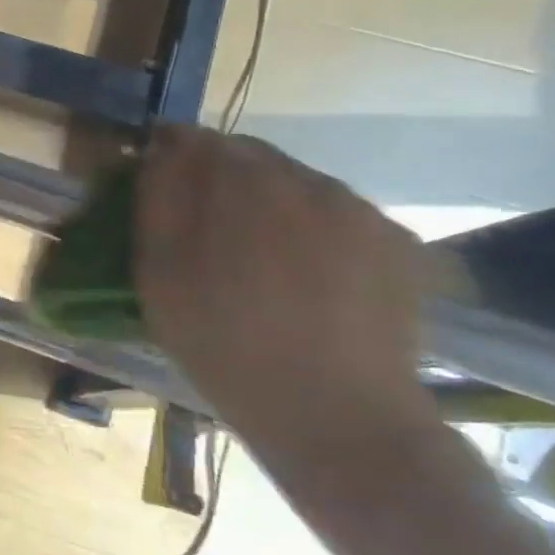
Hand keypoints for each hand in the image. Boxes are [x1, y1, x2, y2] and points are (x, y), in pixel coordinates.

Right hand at [134, 127, 437, 469]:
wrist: (337, 416)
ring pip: (294, 182)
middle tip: (206, 228)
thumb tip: (160, 153)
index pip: (191, 139)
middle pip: (246, 156)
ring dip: (268, 203)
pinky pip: (337, 213)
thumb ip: (157, 200)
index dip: (169, 156)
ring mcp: (358, 207)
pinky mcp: (397, 240)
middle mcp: (304, 178)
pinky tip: (308, 274)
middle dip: (219, 179)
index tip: (159, 186)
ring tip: (259, 256)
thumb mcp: (158, 274)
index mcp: (239, 181)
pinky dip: (314, 228)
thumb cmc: (224, 344)